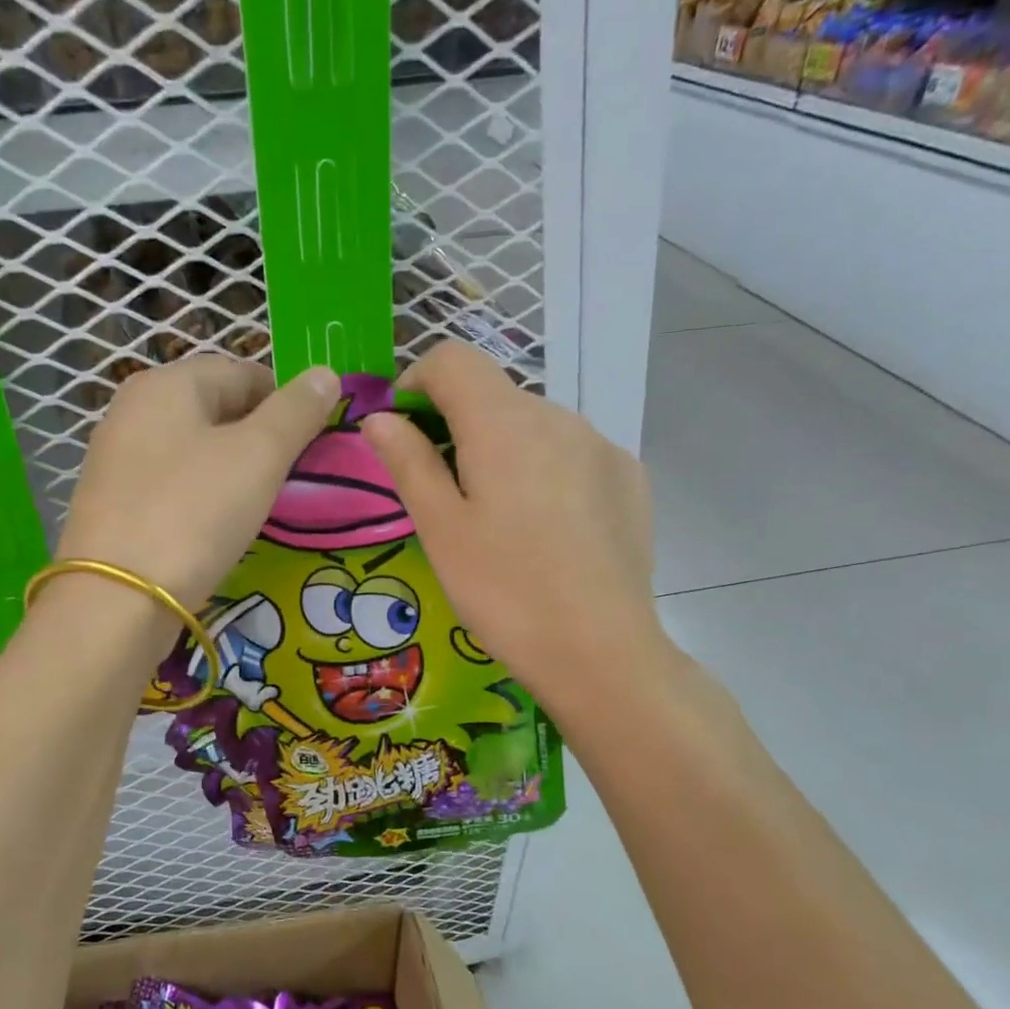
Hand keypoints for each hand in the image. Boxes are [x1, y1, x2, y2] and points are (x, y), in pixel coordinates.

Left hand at [57, 355, 339, 611]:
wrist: (117, 599)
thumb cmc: (195, 513)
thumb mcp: (259, 455)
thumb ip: (296, 411)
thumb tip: (325, 374)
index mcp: (167, 383)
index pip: (242, 372)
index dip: (286, 401)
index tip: (312, 443)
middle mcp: (133, 409)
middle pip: (216, 408)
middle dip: (259, 436)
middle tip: (289, 476)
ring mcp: (117, 457)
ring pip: (194, 448)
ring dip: (232, 467)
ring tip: (258, 503)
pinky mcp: (113, 502)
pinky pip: (172, 482)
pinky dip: (201, 494)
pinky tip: (216, 524)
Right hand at [359, 342, 664, 720]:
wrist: (601, 650)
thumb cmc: (504, 590)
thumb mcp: (441, 529)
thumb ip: (409, 462)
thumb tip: (380, 418)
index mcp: (503, 422)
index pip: (452, 358)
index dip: (417, 382)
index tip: (405, 432)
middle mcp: (558, 416)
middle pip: (494, 395)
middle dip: (459, 426)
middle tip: (446, 494)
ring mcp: (601, 444)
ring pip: (534, 426)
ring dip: (504, 450)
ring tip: (500, 520)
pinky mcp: (628, 476)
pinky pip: (572, 453)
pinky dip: (546, 470)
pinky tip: (548, 529)